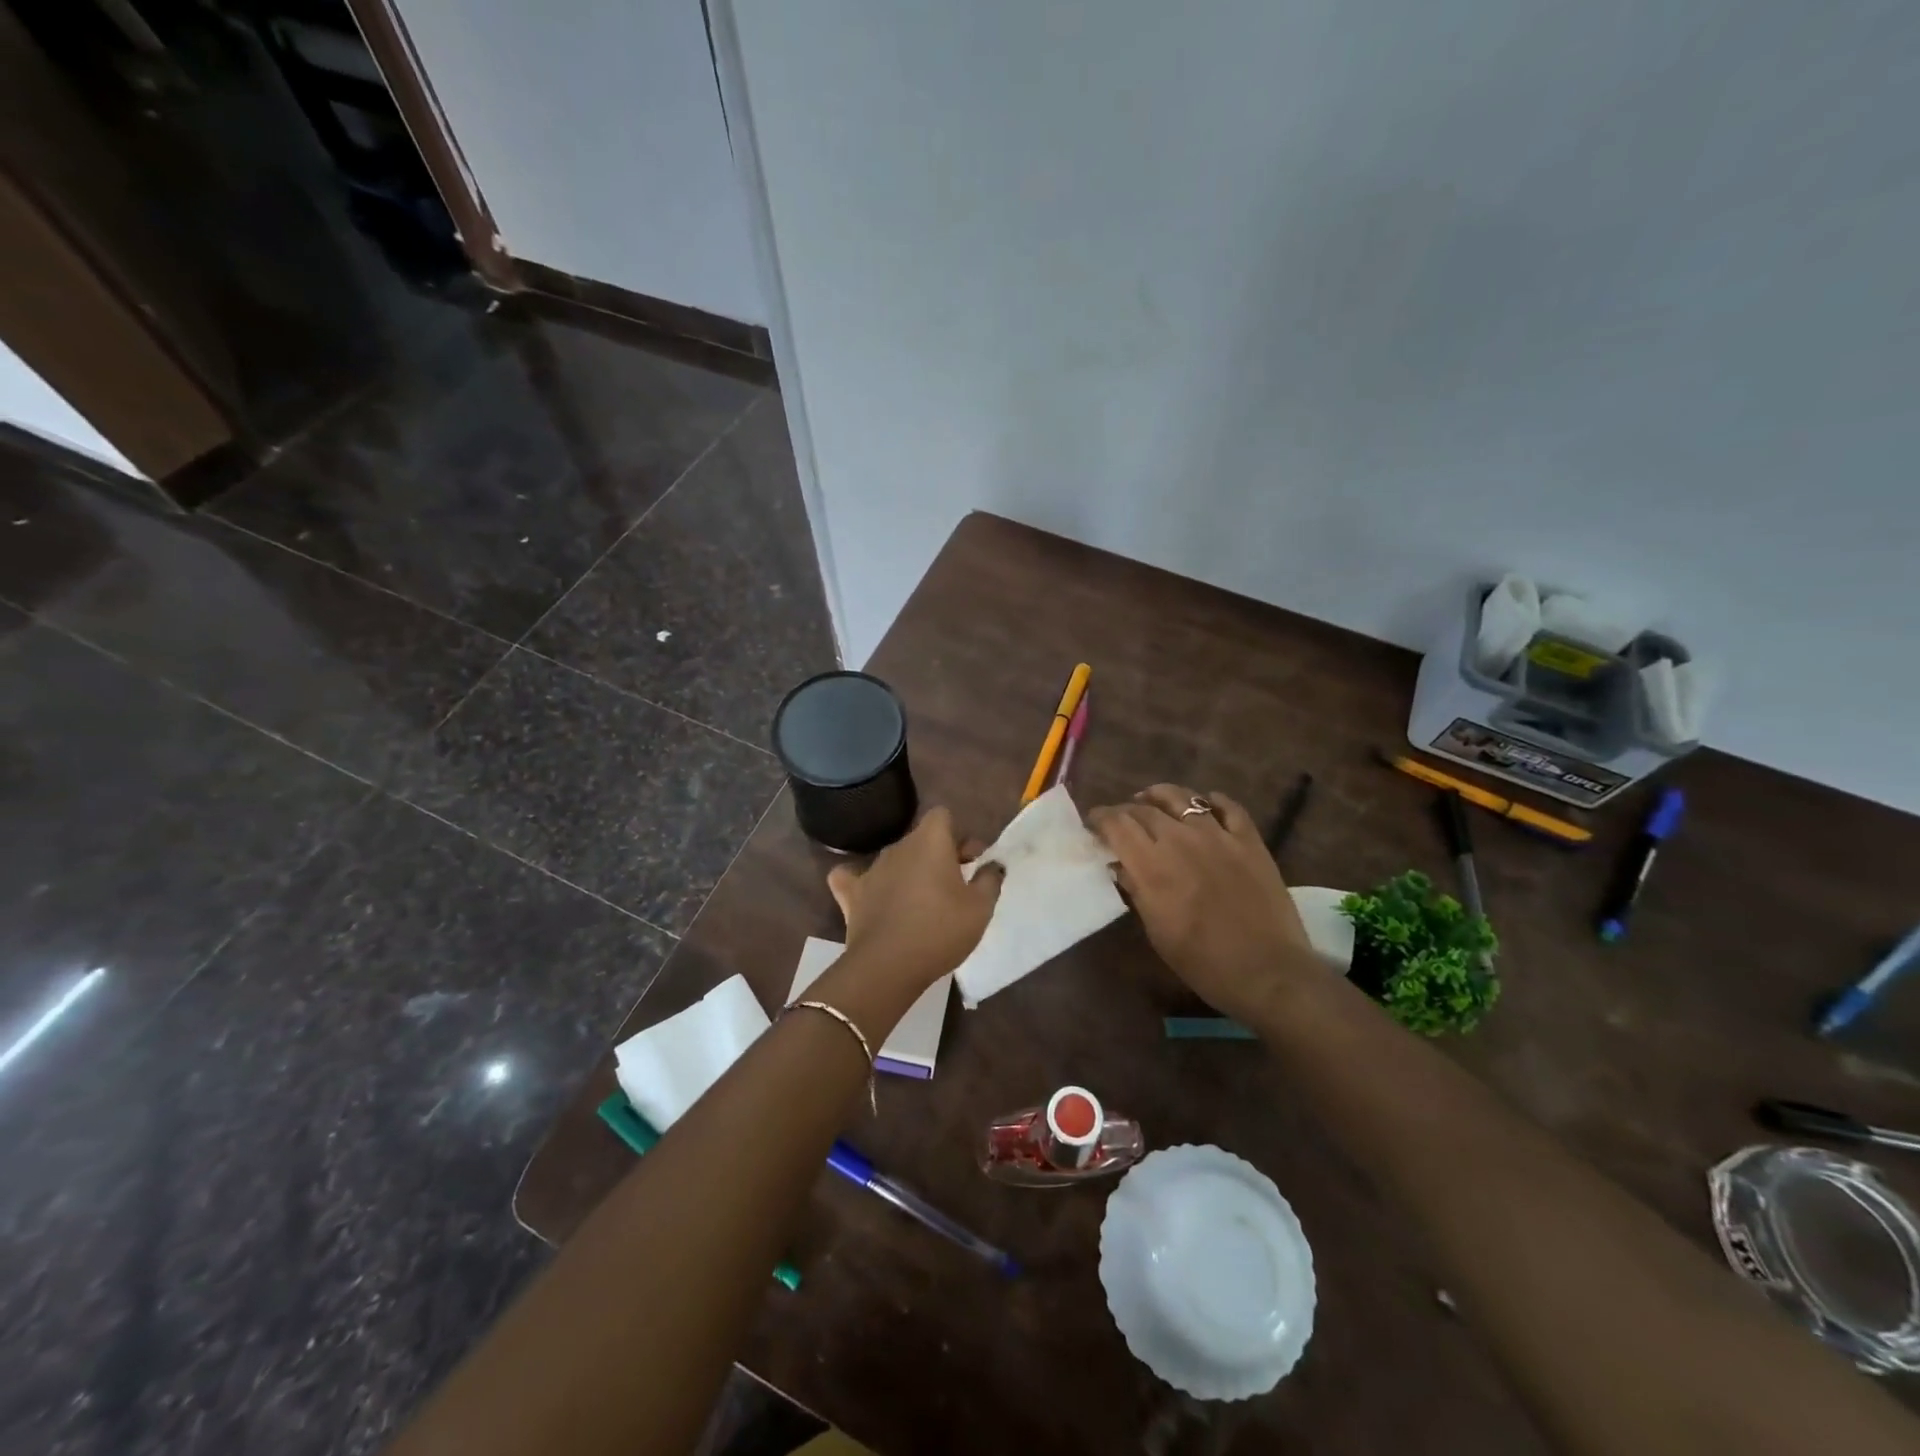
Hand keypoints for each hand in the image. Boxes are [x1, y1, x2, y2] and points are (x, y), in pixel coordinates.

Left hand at [826, 808, 1002, 996]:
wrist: (888, 966)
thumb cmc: (941, 930)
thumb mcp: (980, 908)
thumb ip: (990, 879)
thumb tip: (993, 865)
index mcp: (930, 841)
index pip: (943, 816)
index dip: (959, 835)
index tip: (971, 862)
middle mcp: (898, 846)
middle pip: (921, 839)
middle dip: (939, 855)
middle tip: (955, 887)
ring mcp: (871, 869)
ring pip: (895, 860)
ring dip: (909, 873)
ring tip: (922, 903)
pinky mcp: (851, 894)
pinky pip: (852, 878)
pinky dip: (863, 884)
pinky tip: (871, 896)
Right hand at [1090, 784, 1316, 1021]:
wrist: (1268, 972)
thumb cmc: (1203, 962)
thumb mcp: (1157, 931)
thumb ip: (1136, 891)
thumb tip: (1120, 866)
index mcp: (1152, 865)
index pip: (1117, 824)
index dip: (1100, 818)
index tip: (1093, 824)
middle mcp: (1181, 840)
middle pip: (1145, 809)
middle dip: (1126, 811)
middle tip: (1121, 820)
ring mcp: (1218, 836)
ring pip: (1182, 797)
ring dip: (1161, 796)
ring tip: (1153, 800)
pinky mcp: (1249, 840)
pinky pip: (1228, 807)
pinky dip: (1212, 800)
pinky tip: (1206, 803)